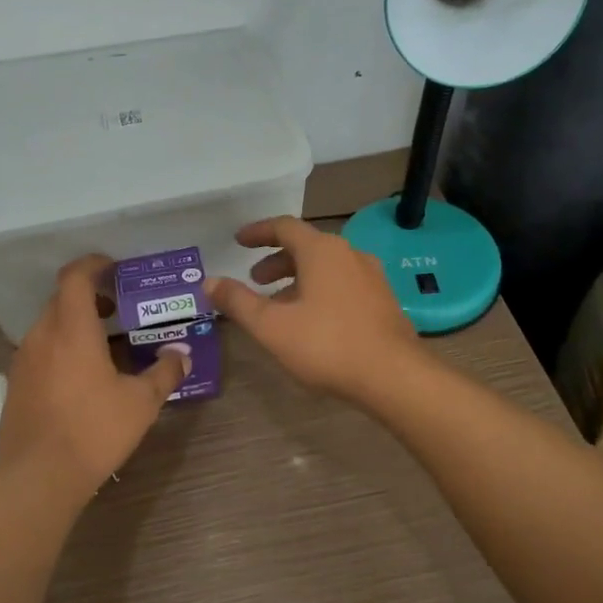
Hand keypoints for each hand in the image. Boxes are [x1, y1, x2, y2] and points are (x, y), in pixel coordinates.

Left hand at [0, 255, 186, 500]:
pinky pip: (40, 350)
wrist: (38, 478)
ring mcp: (23, 360)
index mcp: (72, 329)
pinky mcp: (17, 384)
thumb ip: (165, 372)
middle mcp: (42, 336)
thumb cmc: (93, 430)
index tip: (114, 267)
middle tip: (118, 306)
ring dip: (75, 323)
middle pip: (62, 299)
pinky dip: (61, 347)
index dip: (94, 264)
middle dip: (89, 295)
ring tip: (105, 342)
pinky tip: (82, 375)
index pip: (75, 277)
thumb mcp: (141, 403)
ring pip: (49, 325)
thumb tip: (183, 355)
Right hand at [209, 218, 421, 402]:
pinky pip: (343, 284)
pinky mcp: (383, 300)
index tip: (239, 241)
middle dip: (277, 261)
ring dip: (298, 278)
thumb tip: (210, 282)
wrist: (393, 376)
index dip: (258, 232)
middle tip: (255, 280)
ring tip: (279, 305)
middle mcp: (349, 254)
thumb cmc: (326, 345)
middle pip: (306, 247)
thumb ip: (238, 302)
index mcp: (322, 251)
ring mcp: (371, 277)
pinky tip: (312, 321)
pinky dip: (319, 291)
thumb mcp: (272, 326)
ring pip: (326, 267)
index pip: (284, 227)